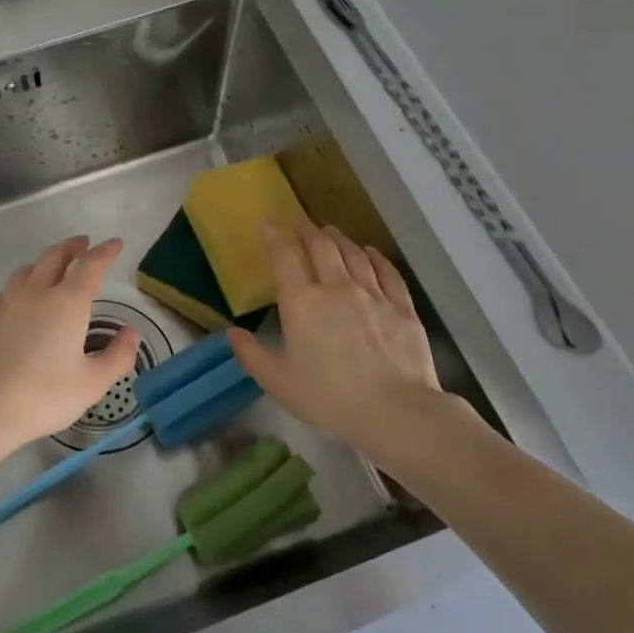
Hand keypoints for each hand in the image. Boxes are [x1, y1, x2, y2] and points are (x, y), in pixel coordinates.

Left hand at [0, 236, 138, 456]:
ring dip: (44, 261)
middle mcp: (36, 293)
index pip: (90, 266)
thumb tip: (131, 332)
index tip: (115, 243)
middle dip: (72, 247)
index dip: (105, 252)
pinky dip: (19, 287)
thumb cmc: (43, 396)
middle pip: (55, 257)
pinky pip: (5, 292)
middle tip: (83, 244)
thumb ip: (117, 355)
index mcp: (67, 303)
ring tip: (52, 266)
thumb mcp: (92, 383)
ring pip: (27, 270)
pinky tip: (17, 300)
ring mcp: (5, 303)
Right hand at [227, 220, 474, 461]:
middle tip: (301, 222)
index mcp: (301, 302)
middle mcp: (336, 288)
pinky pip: (387, 272)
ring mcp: (373, 295)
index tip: (267, 222)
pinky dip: (376, 257)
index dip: (274, 235)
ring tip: (331, 232)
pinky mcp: (402, 307)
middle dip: (308, 230)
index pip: (284, 257)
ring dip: (340, 240)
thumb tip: (231, 332)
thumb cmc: (328, 397)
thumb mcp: (278, 382)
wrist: (394, 411)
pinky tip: (371, 252)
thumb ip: (251, 354)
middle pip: (322, 247)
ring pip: (354, 255)